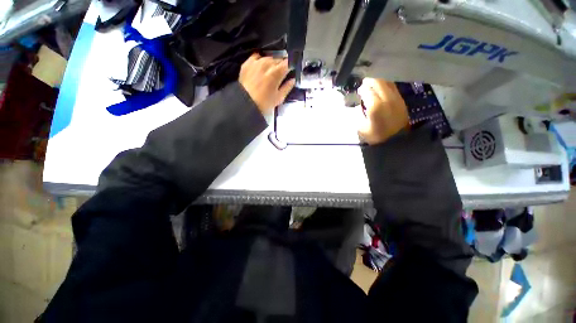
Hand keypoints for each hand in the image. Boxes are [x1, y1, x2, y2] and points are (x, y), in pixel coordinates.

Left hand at [239, 53, 294, 113]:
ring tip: (270, 72)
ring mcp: (256, 62)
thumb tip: (292, 80)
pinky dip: (260, 60)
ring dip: (271, 63)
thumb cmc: (264, 103)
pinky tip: (260, 67)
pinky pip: (256, 57)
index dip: (290, 66)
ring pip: (268, 58)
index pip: (287, 63)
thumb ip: (287, 87)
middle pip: (278, 59)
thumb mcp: (279, 98)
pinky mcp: (247, 64)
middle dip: (280, 65)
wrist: (246, 104)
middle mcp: (266, 64)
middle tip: (280, 75)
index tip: (290, 70)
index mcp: (276, 73)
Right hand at [357, 78, 409, 144]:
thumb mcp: (361, 128)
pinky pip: (393, 88)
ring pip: (388, 83)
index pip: (367, 91)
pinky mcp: (401, 101)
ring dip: (379, 82)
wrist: (395, 141)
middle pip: (378, 83)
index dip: (362, 89)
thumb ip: (360, 114)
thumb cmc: (375, 136)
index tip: (358, 90)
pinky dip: (386, 86)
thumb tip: (360, 106)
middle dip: (370, 81)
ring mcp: (396, 99)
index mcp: (375, 106)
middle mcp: (387, 99)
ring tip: (373, 84)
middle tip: (364, 82)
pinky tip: (382, 89)